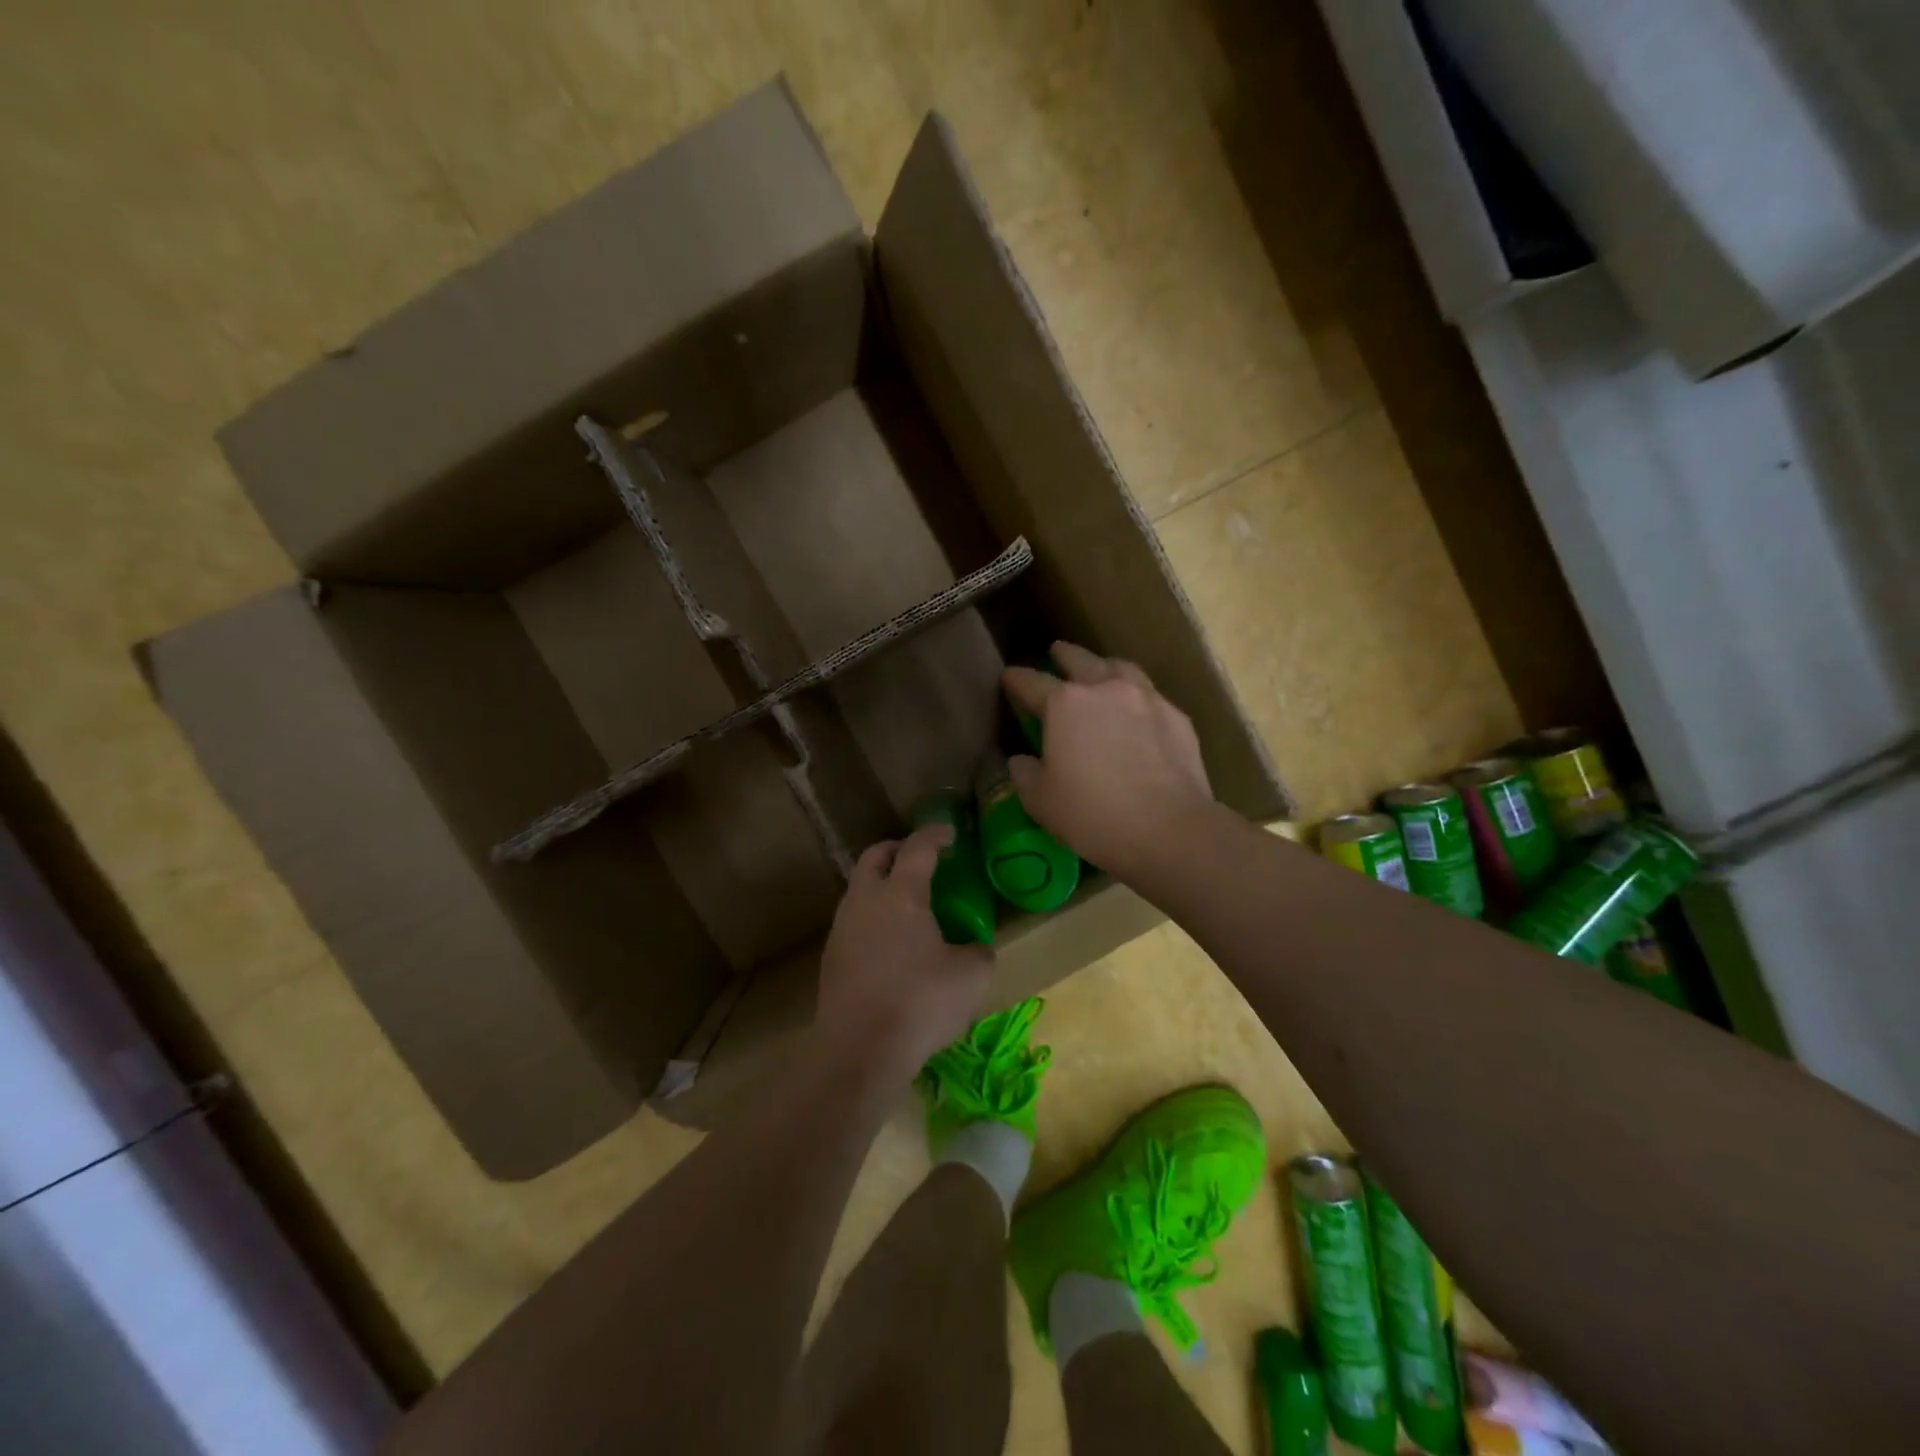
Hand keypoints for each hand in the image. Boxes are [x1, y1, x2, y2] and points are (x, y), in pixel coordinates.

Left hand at [815, 824, 993, 1084]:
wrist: (857, 1050)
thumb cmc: (919, 1003)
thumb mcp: (971, 975)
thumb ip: (978, 951)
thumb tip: (973, 948)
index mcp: (901, 893)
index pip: (918, 848)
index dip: (936, 834)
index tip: (950, 831)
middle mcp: (866, 900)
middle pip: (875, 857)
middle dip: (898, 849)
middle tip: (922, 859)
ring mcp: (843, 927)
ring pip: (860, 888)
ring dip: (882, 883)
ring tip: (909, 902)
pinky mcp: (832, 956)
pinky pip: (854, 919)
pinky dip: (874, 915)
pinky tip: (892, 941)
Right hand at [1002, 641, 1215, 876]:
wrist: (1168, 829)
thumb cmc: (1092, 814)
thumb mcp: (1041, 801)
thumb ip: (1025, 774)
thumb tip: (1022, 761)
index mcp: (1065, 704)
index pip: (1031, 683)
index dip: (1015, 679)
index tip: (1008, 677)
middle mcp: (1105, 689)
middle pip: (1080, 660)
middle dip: (1064, 655)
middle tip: (1057, 653)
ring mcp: (1146, 699)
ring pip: (1121, 668)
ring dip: (1105, 666)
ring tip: (1101, 672)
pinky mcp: (1177, 717)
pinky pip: (1150, 696)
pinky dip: (1137, 697)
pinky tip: (1137, 712)